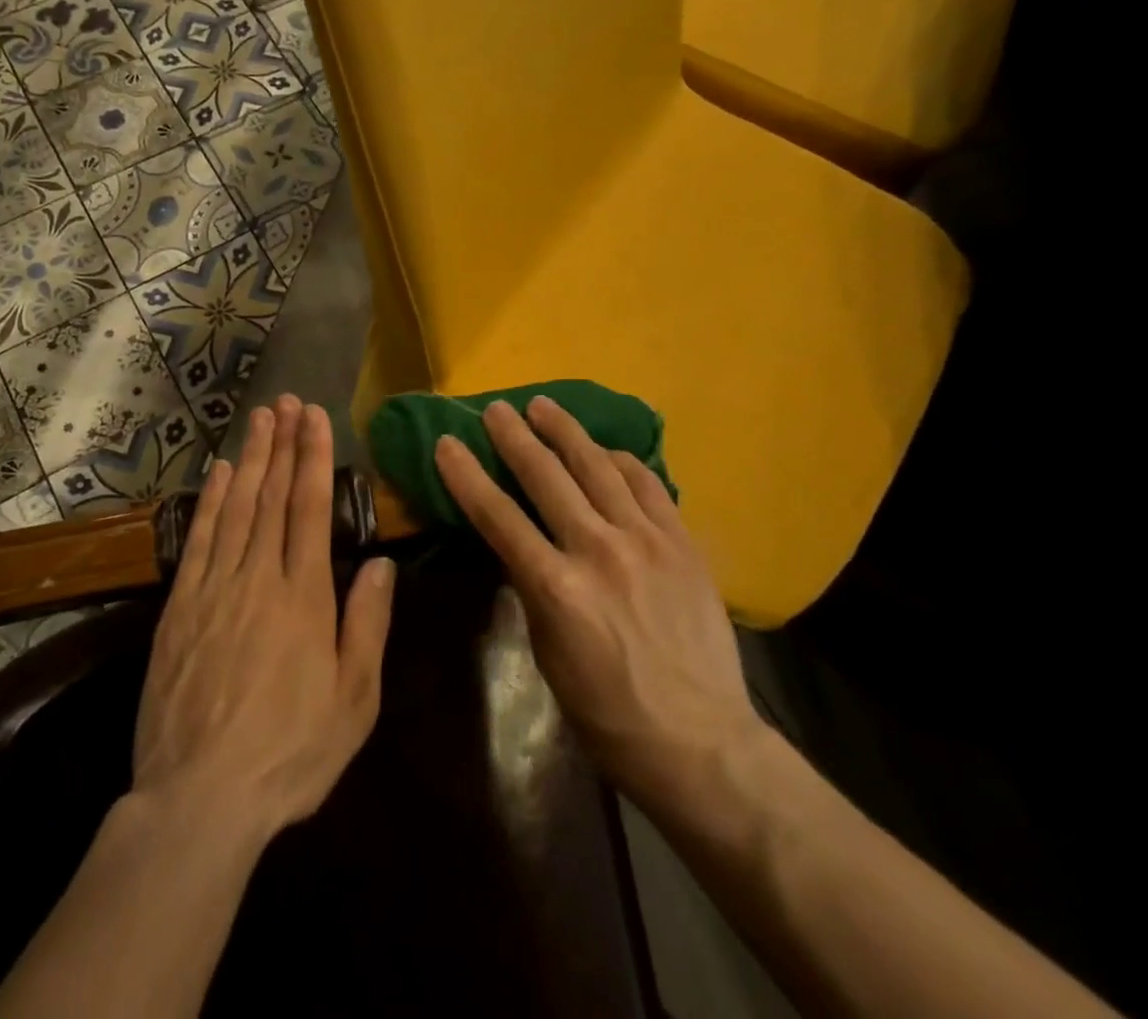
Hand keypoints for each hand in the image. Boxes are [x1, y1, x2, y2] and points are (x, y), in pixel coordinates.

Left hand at [133, 395, 396, 842]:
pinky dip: (212, 501)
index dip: (314, 458)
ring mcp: (215, 589)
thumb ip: (368, 625)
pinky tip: (222, 474)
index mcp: (305, 597)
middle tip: (287, 401)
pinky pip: (200, 541)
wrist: (200, 799)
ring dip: (252, 459)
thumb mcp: (355, 700)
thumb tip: (379, 562)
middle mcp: (259, 579)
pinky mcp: (180, 608)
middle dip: (283, 444)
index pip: (310, 509)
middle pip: (273, 497)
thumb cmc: (290, 752)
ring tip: (260, 419)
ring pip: (237, 508)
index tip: (316, 417)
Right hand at [433, 397, 758, 814]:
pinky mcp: (681, 541)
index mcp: (556, 589)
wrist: (700, 740)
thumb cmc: (608, 714)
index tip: (447, 443)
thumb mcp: (548, 655)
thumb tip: (522, 545)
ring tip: (543, 405)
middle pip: (545, 477)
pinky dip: (620, 460)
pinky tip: (604, 449)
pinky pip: (646, 483)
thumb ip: (534, 590)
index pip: (497, 516)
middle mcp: (598, 551)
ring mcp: (645, 540)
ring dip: (565, 431)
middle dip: (514, 437)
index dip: (467, 476)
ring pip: (597, 466)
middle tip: (496, 409)